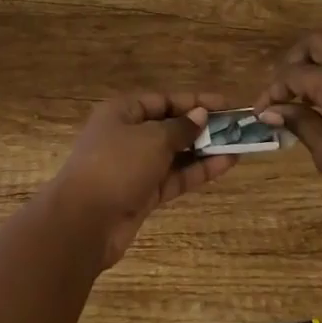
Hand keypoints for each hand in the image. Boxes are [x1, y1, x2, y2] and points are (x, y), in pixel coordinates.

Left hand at [49, 93, 236, 267]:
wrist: (83, 222)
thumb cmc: (116, 166)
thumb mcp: (152, 139)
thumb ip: (180, 128)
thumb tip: (200, 115)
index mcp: (122, 112)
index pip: (162, 100)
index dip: (193, 101)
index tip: (225, 103)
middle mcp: (127, 136)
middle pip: (169, 126)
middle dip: (201, 127)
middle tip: (235, 127)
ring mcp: (134, 167)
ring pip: (174, 154)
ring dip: (204, 150)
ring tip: (238, 146)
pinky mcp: (142, 194)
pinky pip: (174, 177)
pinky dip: (197, 171)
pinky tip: (225, 165)